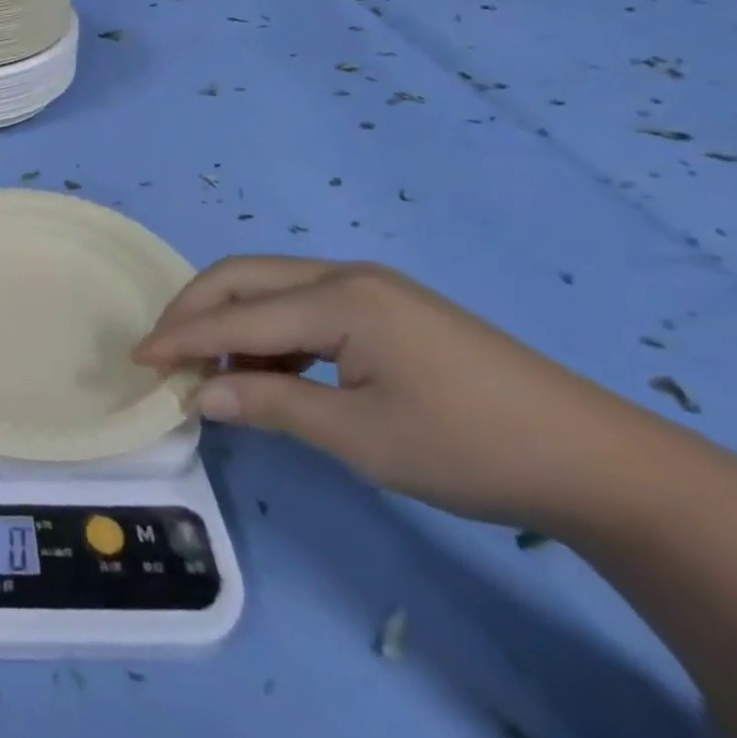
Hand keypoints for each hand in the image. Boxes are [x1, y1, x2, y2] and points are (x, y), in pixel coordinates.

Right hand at [132, 256, 657, 528]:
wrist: (599, 461)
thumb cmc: (471, 448)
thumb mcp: (360, 436)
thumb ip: (270, 404)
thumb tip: (198, 393)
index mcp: (340, 298)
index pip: (235, 314)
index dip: (180, 337)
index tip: (137, 360)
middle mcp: (346, 275)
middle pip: (243, 277)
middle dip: (194, 310)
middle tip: (162, 352)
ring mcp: (370, 287)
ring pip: (270, 287)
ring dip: (230, 321)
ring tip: (214, 372)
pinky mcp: (386, 308)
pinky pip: (303, 305)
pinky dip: (269, 332)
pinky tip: (271, 371)